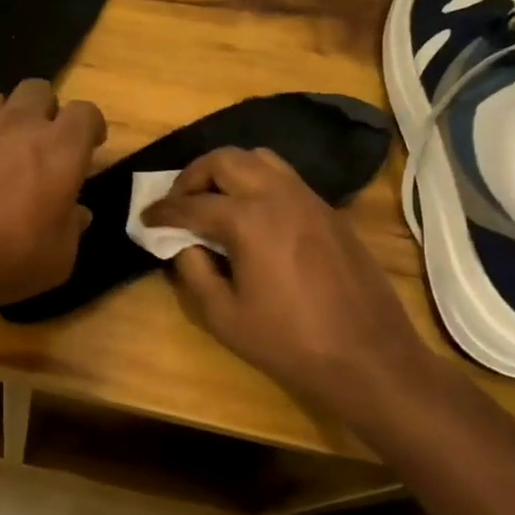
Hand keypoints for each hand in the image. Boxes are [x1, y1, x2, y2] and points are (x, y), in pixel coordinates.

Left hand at [0, 80, 106, 309]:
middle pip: (39, 90)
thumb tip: (77, 213)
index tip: (90, 146)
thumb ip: (71, 229)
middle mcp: (18, 125)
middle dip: (46, 110)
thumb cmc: (3, 257)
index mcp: (59, 149)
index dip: (91, 126)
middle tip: (43, 144)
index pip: (86, 112)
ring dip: (5, 119)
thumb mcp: (56, 260)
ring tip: (0, 151)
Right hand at [142, 147, 444, 422]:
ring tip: (215, 200)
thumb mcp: (224, 315)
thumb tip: (184, 244)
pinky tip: (254, 214)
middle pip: (225, 160)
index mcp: (248, 220)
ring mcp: (309, 199)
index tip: (146, 217)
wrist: (368, 356)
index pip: (191, 204)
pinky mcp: (330, 211)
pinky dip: (258, 182)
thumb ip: (194, 271)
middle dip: (193, 175)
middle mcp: (278, 195)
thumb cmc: (289, 342)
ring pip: (260, 158)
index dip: (162, 210)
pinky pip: (286, 177)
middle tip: (179, 202)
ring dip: (228, 171)